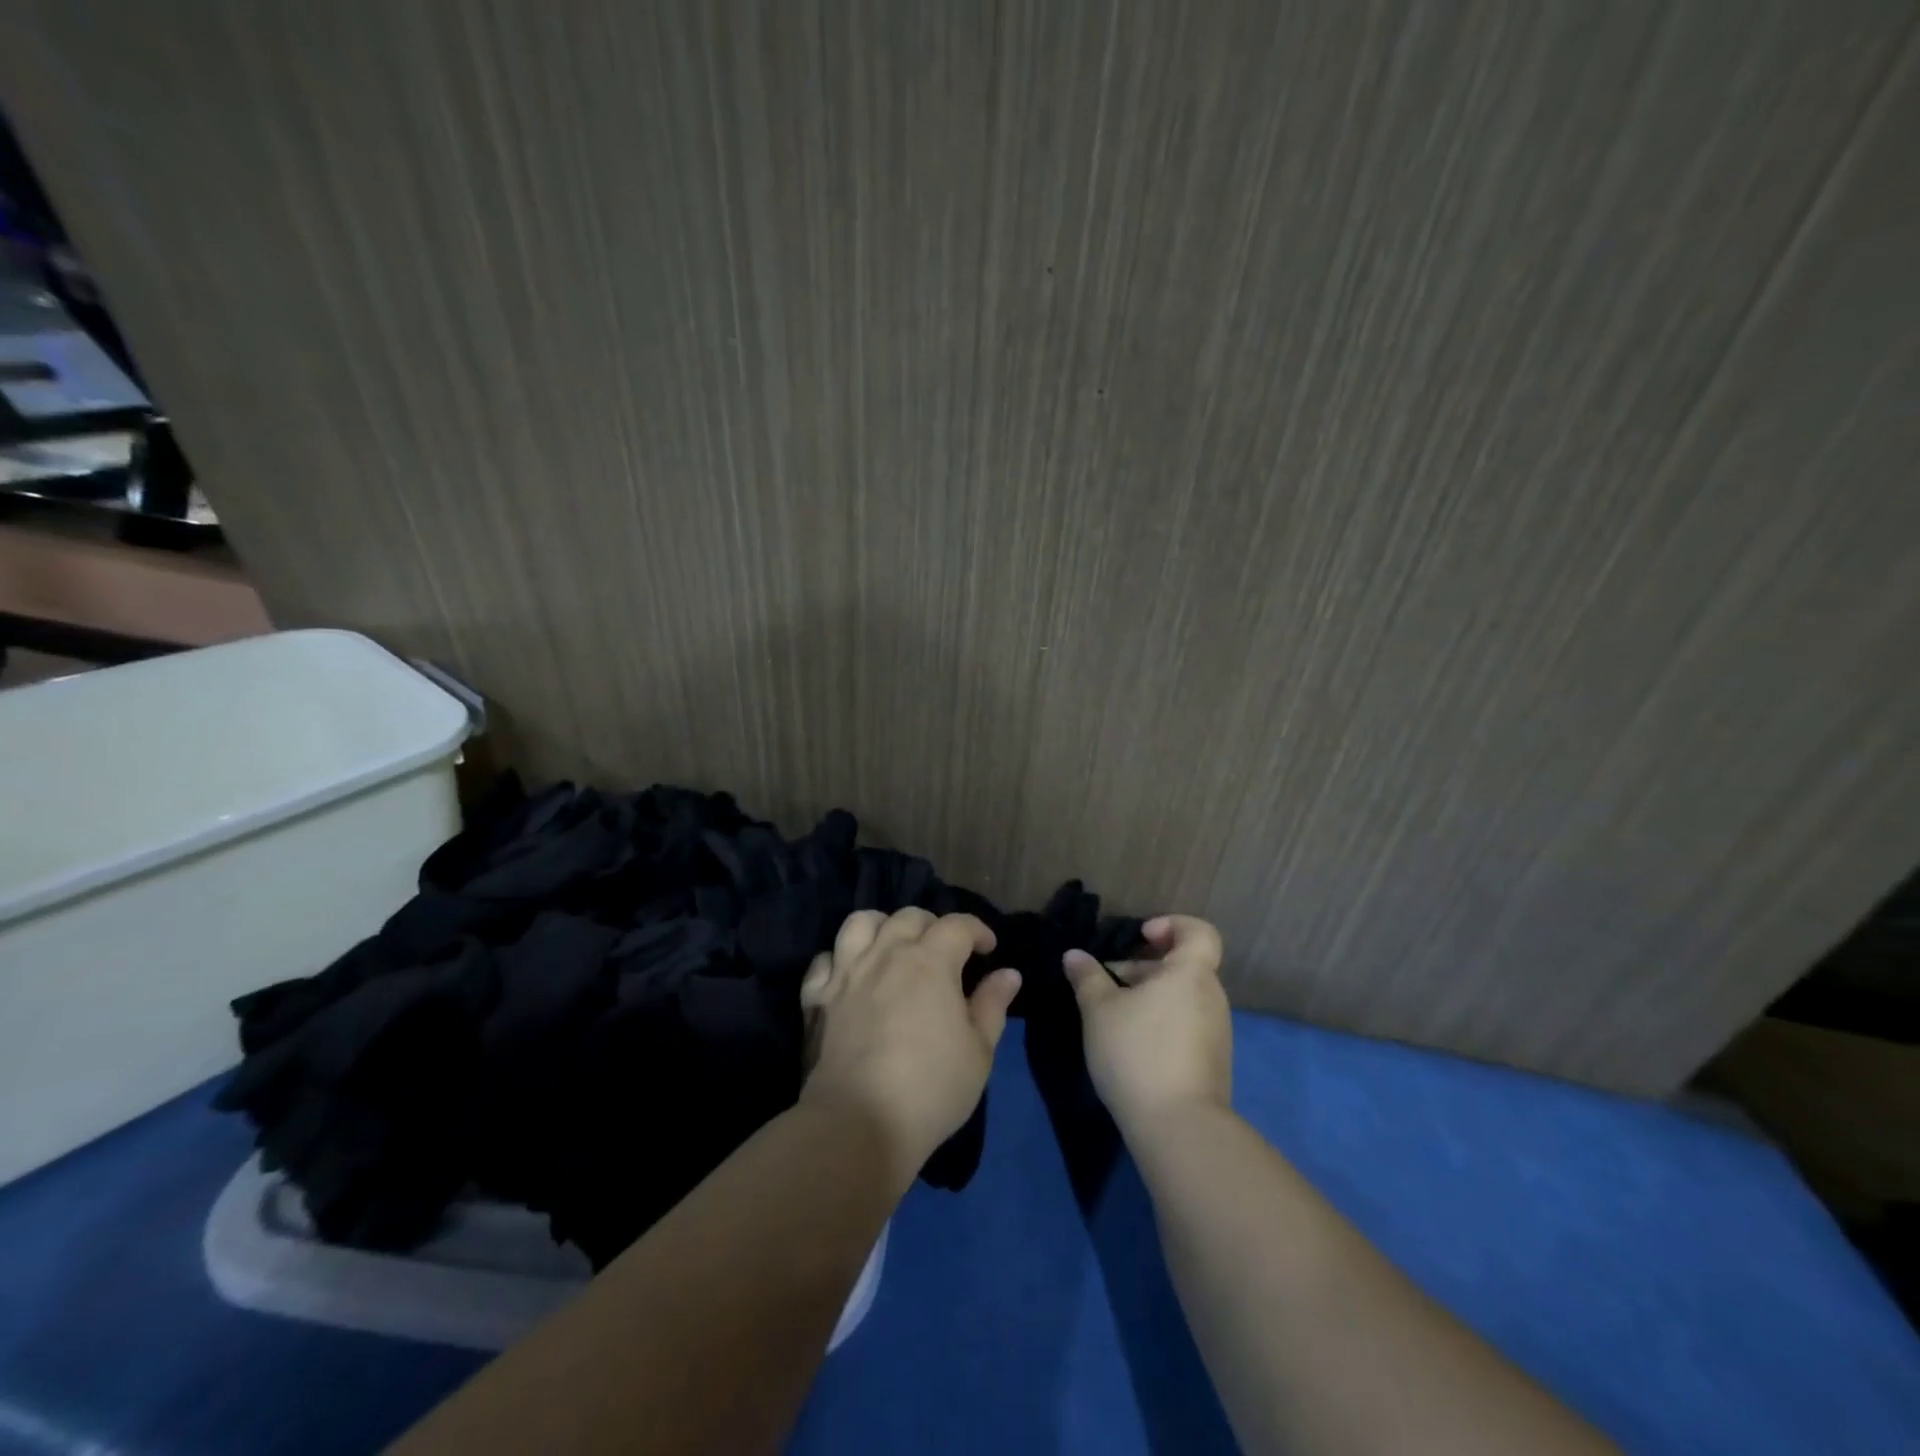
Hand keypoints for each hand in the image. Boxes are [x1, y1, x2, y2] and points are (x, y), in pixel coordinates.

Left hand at [798, 909, 1021, 1188]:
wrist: (857, 1124)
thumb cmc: (931, 1088)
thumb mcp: (979, 1052)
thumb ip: (993, 1005)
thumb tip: (1009, 973)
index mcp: (931, 961)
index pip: (958, 925)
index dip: (977, 930)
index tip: (988, 949)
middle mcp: (887, 954)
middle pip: (909, 917)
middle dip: (933, 925)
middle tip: (944, 952)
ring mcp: (846, 972)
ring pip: (861, 923)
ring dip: (882, 926)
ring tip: (892, 947)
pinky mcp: (816, 996)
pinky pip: (824, 959)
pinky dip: (838, 959)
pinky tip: (849, 976)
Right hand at [1063, 915, 1230, 1133]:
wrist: (1179, 1127)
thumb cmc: (1137, 1052)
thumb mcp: (1099, 1010)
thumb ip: (1087, 977)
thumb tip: (1075, 955)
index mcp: (1190, 973)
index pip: (1199, 932)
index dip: (1172, 925)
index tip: (1141, 937)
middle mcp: (1211, 996)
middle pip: (1184, 965)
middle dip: (1146, 967)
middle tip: (1110, 981)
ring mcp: (1217, 1031)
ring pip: (1183, 997)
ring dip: (1151, 997)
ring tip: (1114, 1016)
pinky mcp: (1212, 1062)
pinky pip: (1187, 1025)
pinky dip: (1162, 1023)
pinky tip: (1132, 1045)